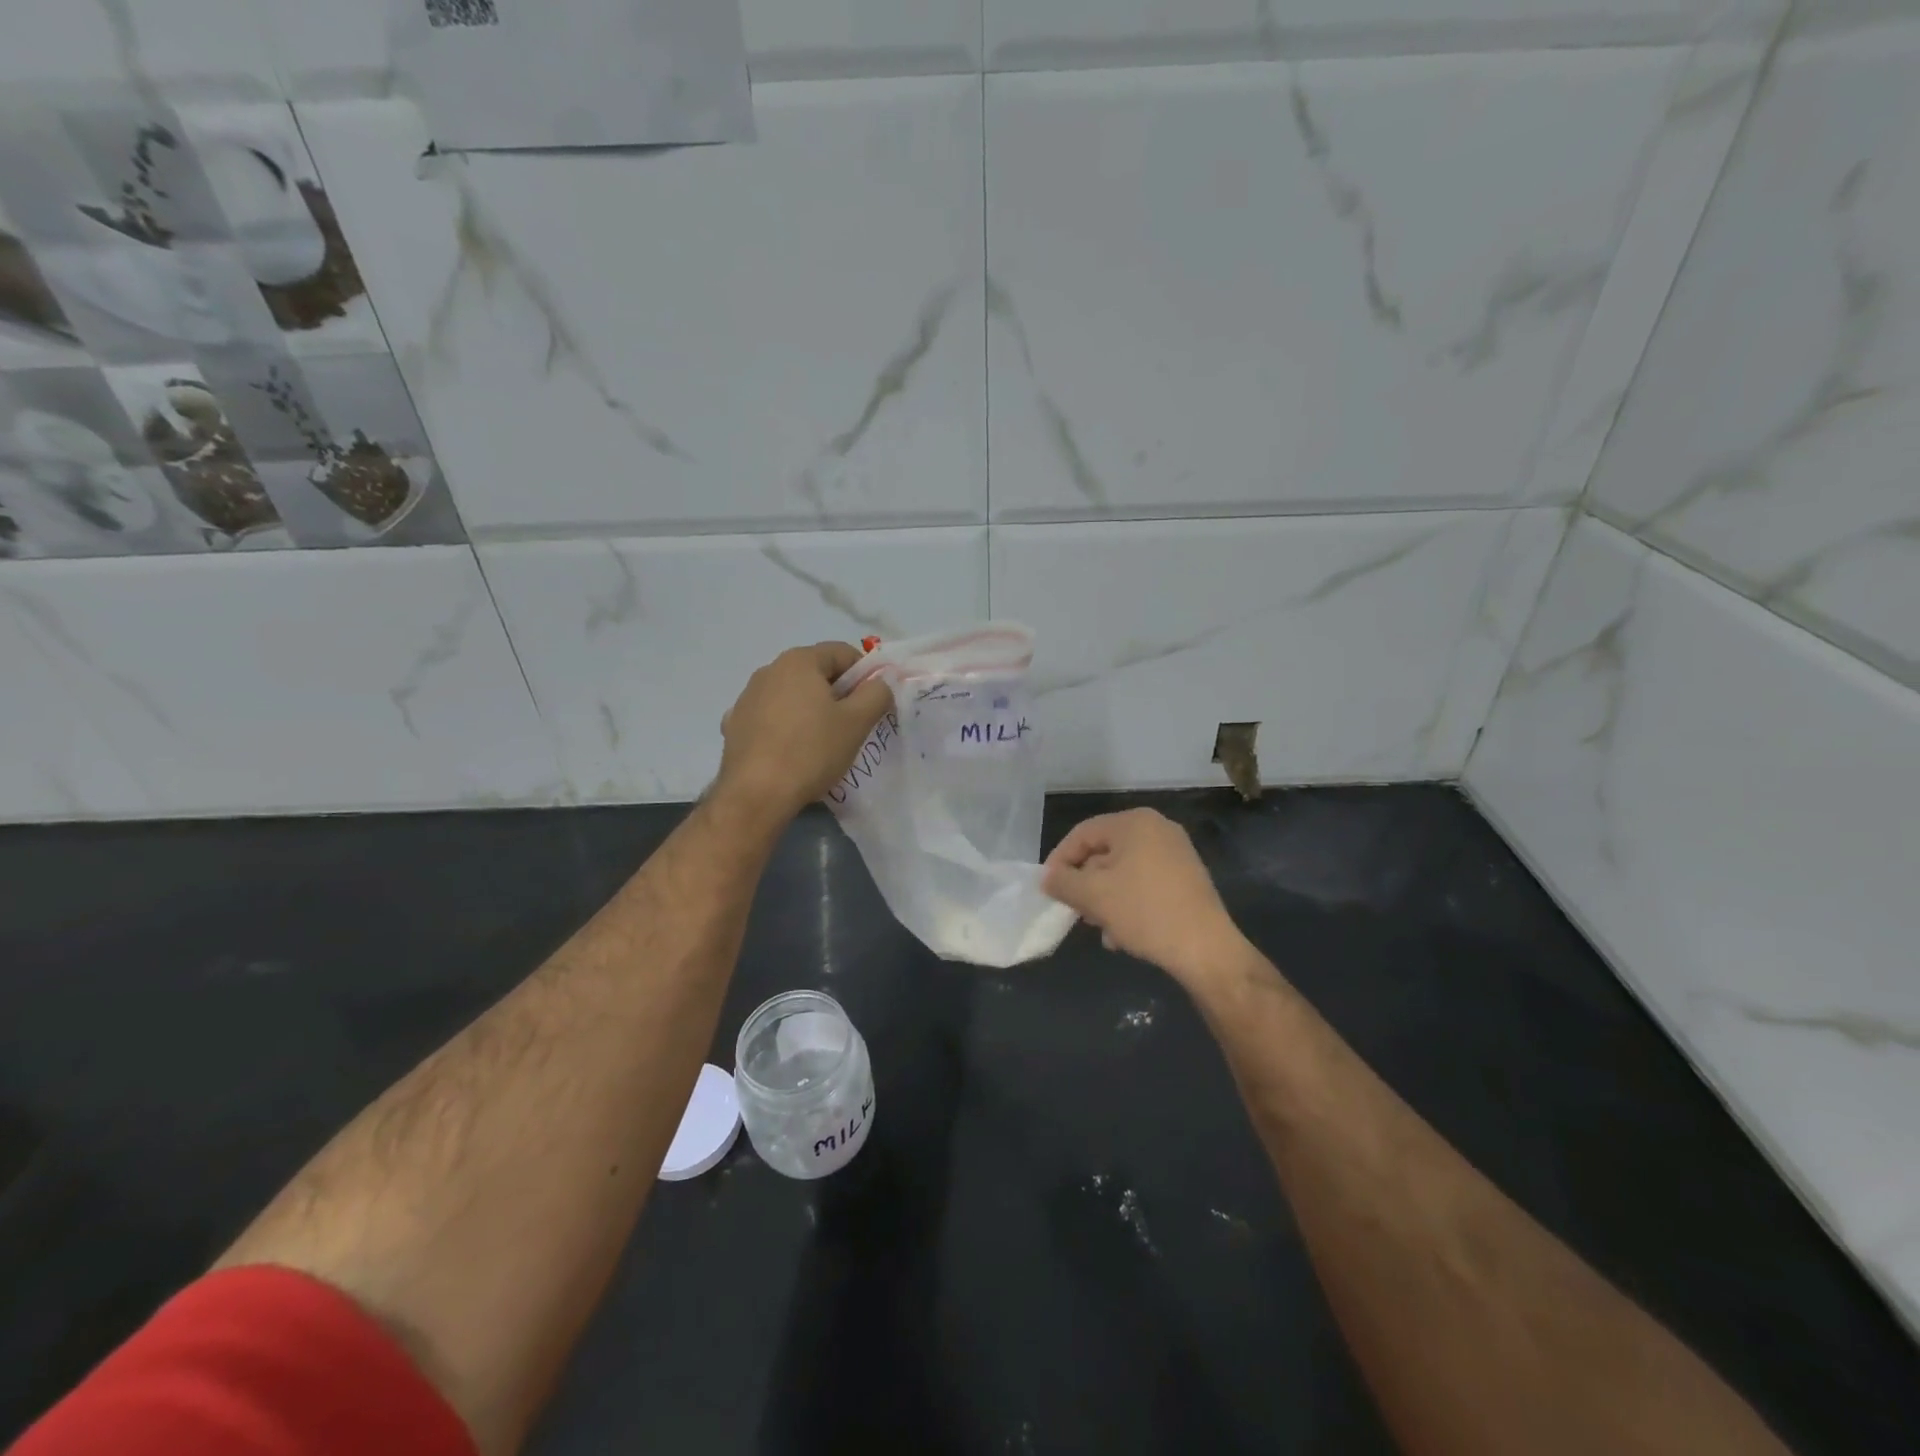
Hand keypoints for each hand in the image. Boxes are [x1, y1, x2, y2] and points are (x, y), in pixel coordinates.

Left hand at [716, 641, 892, 822]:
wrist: (756, 794)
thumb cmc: (812, 751)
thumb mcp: (857, 722)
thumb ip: (876, 693)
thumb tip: (879, 683)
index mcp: (798, 661)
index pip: (841, 652)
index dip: (864, 673)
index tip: (872, 701)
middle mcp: (768, 671)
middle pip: (814, 673)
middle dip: (837, 692)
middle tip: (852, 724)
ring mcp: (747, 698)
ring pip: (791, 695)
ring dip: (810, 709)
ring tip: (822, 742)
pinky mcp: (734, 725)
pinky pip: (770, 717)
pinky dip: (785, 726)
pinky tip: (791, 751)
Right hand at [1043, 809, 1244, 987]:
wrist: (1206, 949)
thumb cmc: (1144, 912)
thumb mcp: (1093, 896)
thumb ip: (1062, 882)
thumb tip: (1047, 877)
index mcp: (1134, 823)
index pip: (1082, 834)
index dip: (1059, 860)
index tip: (1048, 889)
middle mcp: (1158, 829)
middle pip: (1104, 852)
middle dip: (1085, 884)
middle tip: (1074, 911)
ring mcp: (1177, 854)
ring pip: (1123, 872)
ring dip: (1105, 899)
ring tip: (1100, 928)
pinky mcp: (1187, 879)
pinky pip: (1144, 884)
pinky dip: (1128, 903)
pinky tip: (1122, 934)